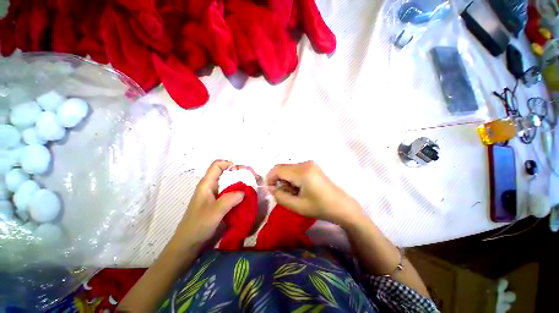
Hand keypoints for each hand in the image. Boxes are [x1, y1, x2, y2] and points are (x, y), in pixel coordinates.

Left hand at [168, 160, 244, 253]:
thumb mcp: (215, 211)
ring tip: (250, 190)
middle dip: (238, 175)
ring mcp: (214, 196)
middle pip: (225, 174)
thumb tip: (245, 191)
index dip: (229, 164)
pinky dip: (238, 195)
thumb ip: (230, 199)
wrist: (188, 245)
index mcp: (206, 184)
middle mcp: (211, 187)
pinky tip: (244, 200)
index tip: (241, 171)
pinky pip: (230, 194)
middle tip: (250, 180)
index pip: (217, 165)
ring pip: (229, 185)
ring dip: (239, 186)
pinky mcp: (218, 204)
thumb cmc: (198, 226)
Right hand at [266, 161, 363, 227]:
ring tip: (294, 193)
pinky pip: (296, 170)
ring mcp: (310, 164)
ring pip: (289, 169)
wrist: (342, 206)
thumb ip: (280, 196)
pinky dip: (293, 179)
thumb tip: (272, 188)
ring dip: (286, 180)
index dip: (270, 178)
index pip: (278, 169)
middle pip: (283, 168)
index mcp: (302, 171)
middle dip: (279, 181)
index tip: (271, 190)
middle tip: (284, 194)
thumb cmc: (320, 207)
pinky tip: (300, 189)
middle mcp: (305, 163)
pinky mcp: (312, 167)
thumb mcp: (297, 206)